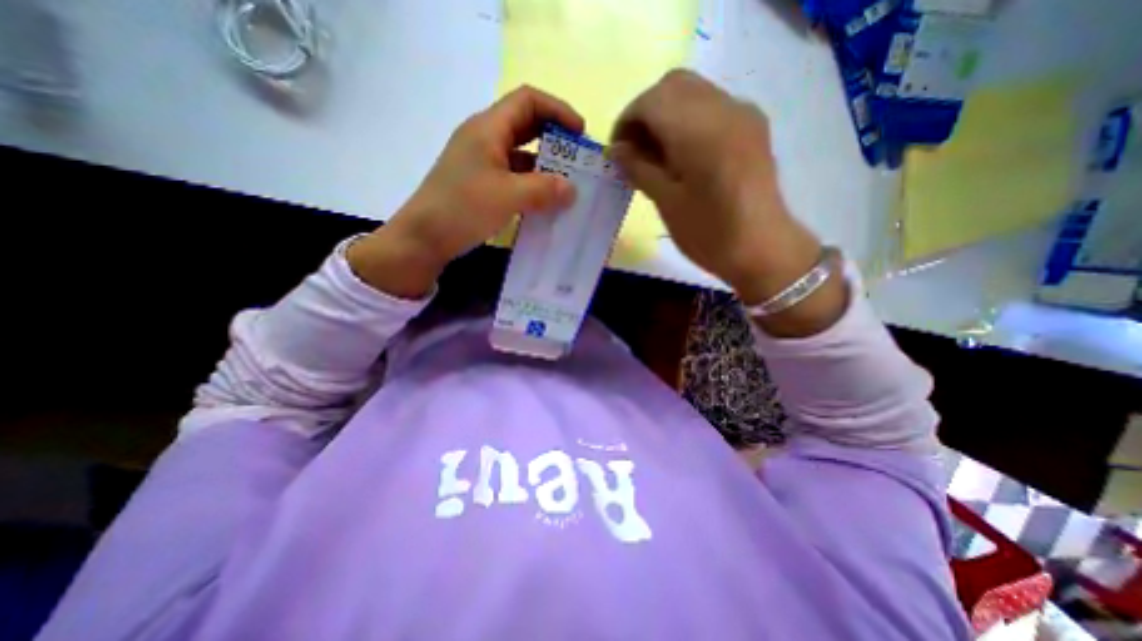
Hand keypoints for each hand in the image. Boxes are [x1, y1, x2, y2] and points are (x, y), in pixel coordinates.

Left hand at [345, 84, 579, 299]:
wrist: (423, 238)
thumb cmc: (462, 209)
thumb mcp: (507, 196)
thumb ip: (543, 190)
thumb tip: (572, 189)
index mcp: (488, 129)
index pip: (528, 101)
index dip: (558, 110)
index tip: (581, 134)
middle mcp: (485, 139)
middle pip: (526, 125)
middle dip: (555, 139)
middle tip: (578, 161)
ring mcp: (482, 163)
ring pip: (521, 155)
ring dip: (545, 166)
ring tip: (567, 185)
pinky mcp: (481, 184)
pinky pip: (514, 177)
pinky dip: (532, 185)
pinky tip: (545, 203)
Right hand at [611, 71, 841, 337]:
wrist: (762, 249)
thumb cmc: (709, 233)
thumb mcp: (666, 203)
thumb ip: (639, 168)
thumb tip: (616, 149)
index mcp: (699, 131)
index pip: (650, 101)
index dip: (626, 122)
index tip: (617, 153)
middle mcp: (724, 108)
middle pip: (672, 85)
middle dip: (645, 112)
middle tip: (635, 150)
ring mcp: (743, 113)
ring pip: (693, 91)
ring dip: (666, 114)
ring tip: (656, 154)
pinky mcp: (752, 125)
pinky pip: (711, 105)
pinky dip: (687, 118)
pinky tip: (682, 153)